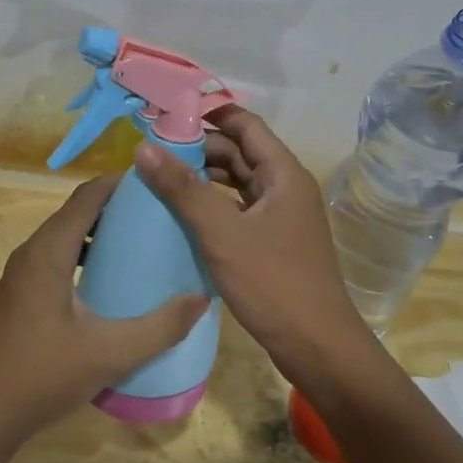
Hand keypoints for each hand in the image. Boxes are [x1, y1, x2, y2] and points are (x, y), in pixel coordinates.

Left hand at [0, 175, 209, 450]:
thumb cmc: (41, 376)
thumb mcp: (110, 354)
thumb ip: (160, 327)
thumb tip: (200, 299)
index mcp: (49, 251)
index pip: (87, 196)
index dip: (121, 183)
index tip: (158, 183)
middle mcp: (31, 253)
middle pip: (77, 212)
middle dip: (116, 207)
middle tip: (159, 216)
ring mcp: (20, 275)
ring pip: (65, 237)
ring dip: (100, 233)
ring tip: (140, 245)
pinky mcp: (18, 296)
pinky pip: (55, 258)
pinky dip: (83, 256)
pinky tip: (108, 284)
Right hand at [133, 106, 371, 383]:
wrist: (318, 348)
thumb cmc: (273, 283)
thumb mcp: (221, 233)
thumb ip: (183, 189)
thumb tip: (144, 147)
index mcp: (283, 173)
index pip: (245, 124)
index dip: (209, 114)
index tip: (168, 114)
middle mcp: (286, 187)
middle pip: (241, 152)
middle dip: (200, 147)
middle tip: (154, 150)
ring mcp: (282, 216)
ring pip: (239, 182)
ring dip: (206, 177)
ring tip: (161, 178)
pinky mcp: (275, 242)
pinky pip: (240, 209)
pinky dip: (214, 205)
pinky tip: (185, 215)